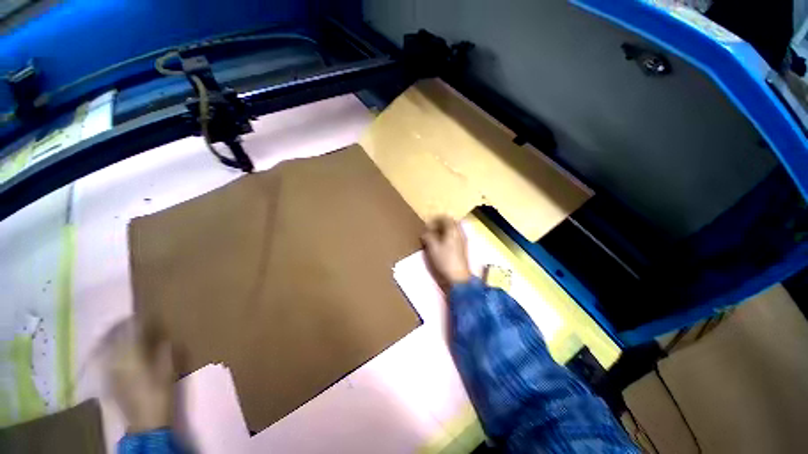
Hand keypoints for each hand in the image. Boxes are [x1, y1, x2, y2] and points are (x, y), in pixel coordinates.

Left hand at [103, 319, 174, 433]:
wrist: (144, 421)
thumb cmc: (159, 392)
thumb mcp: (168, 370)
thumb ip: (165, 351)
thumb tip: (164, 338)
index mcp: (131, 354)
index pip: (133, 329)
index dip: (141, 319)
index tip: (151, 313)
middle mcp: (115, 358)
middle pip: (116, 334)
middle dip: (125, 324)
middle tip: (137, 317)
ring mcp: (108, 368)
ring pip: (108, 343)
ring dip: (115, 333)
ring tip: (125, 328)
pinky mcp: (107, 376)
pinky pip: (106, 354)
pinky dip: (111, 346)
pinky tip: (117, 346)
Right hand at [421, 216, 471, 291]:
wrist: (458, 278)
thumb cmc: (444, 260)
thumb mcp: (432, 247)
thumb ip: (428, 236)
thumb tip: (425, 232)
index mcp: (453, 230)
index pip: (445, 218)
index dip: (435, 220)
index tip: (427, 225)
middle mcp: (460, 233)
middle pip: (450, 224)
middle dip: (439, 225)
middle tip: (430, 231)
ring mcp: (462, 241)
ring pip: (452, 231)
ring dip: (443, 232)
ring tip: (433, 239)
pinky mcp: (462, 249)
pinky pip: (454, 238)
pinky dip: (446, 238)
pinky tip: (440, 246)